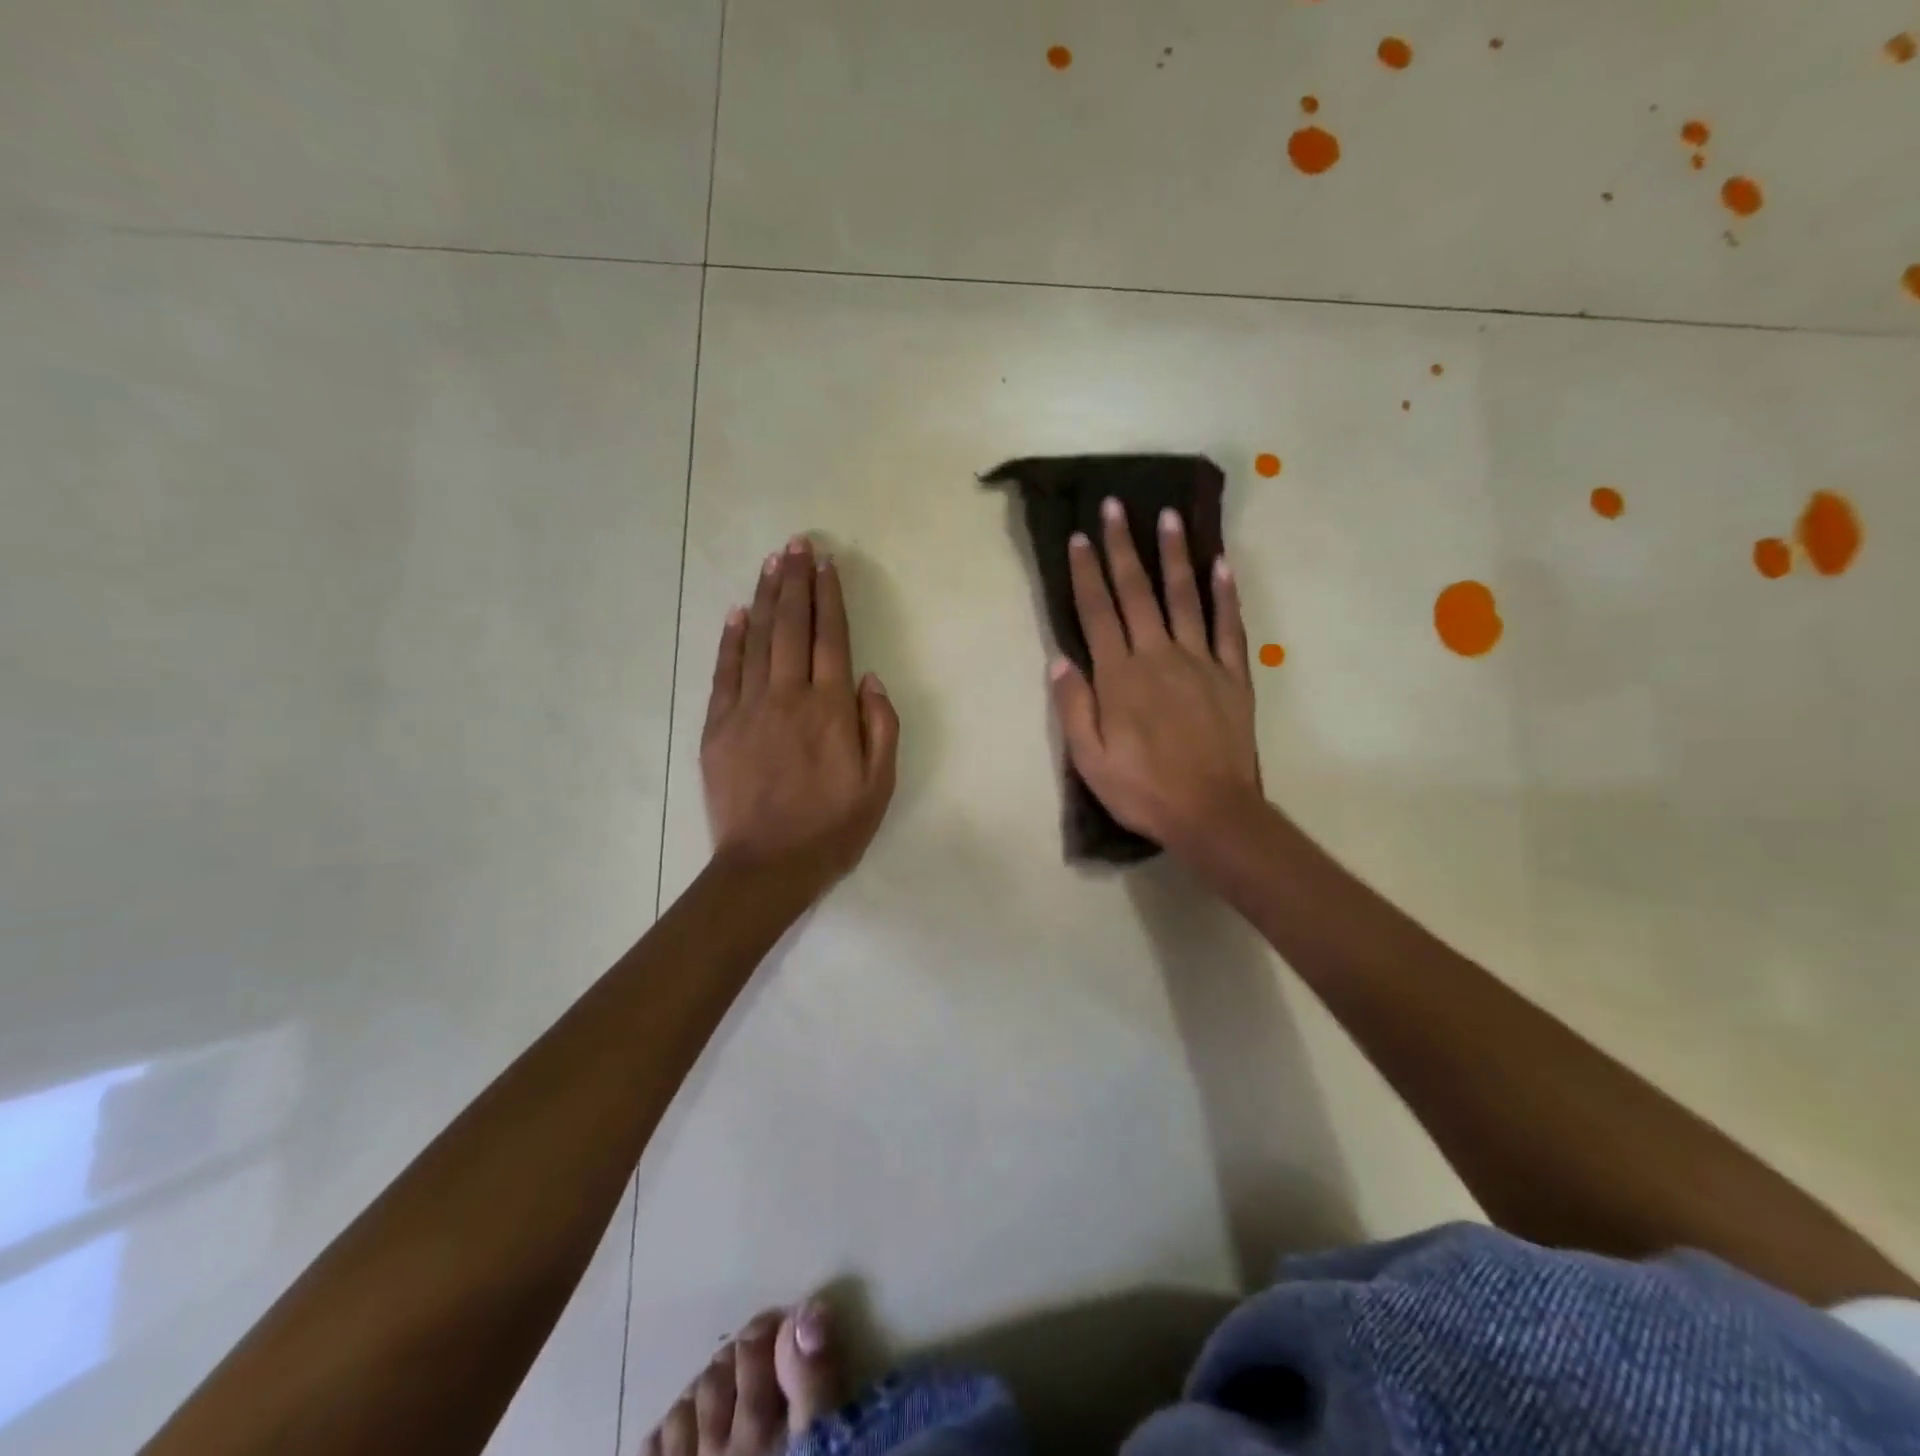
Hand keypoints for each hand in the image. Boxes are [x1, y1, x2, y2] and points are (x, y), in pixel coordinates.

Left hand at [701, 536, 899, 885]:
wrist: (767, 866)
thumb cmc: (832, 829)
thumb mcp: (879, 786)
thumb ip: (880, 728)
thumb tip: (870, 679)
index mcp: (830, 709)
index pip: (831, 638)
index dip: (829, 597)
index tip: (826, 564)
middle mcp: (788, 697)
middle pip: (792, 627)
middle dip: (795, 582)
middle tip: (796, 544)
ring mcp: (748, 709)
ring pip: (757, 640)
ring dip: (765, 598)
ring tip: (772, 563)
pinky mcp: (718, 726)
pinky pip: (724, 672)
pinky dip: (730, 640)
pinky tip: (736, 613)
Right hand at [1049, 499, 1263, 857]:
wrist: (1211, 812)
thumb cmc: (1142, 789)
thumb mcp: (1089, 759)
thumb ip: (1074, 707)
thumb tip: (1059, 660)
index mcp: (1120, 676)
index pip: (1097, 613)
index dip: (1085, 573)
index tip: (1078, 537)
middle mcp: (1158, 656)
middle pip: (1137, 592)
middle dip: (1123, 547)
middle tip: (1115, 506)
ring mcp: (1200, 662)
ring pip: (1184, 597)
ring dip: (1174, 555)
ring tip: (1168, 517)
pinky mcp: (1232, 676)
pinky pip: (1228, 627)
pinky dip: (1225, 595)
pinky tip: (1221, 565)